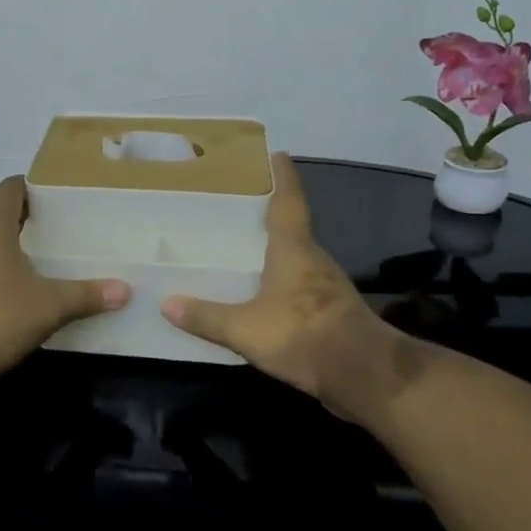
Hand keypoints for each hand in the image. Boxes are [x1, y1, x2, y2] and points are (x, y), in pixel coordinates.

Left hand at [0, 178, 130, 379]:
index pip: (11, 186)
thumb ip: (86, 295)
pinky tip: (18, 287)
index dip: (36, 186)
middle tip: (65, 228)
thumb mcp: (48, 306)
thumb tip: (125, 290)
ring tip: (46, 256)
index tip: (63, 197)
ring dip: (12, 242)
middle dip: (30, 216)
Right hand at [162, 154, 423, 419]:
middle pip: (291, 227)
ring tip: (241, 250)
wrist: (364, 376)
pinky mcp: (331, 311)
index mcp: (294, 249)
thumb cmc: (303, 335)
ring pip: (296, 258)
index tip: (277, 154)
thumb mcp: (245, 328)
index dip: (283, 177)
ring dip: (274, 251)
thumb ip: (206, 317)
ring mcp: (326, 286)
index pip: (288, 201)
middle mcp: (313, 259)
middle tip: (235, 208)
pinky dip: (280, 282)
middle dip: (267, 216)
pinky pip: (299, 286)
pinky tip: (260, 295)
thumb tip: (166, 303)